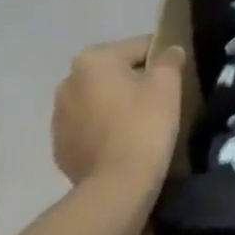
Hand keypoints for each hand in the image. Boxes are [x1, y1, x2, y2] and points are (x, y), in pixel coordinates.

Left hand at [51, 36, 184, 188]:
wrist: (116, 187)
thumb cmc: (144, 124)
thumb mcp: (167, 83)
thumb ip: (170, 59)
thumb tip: (170, 51)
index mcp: (92, 59)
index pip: (138, 47)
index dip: (162, 60)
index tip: (176, 77)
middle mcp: (68, 82)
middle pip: (115, 73)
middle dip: (135, 81)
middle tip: (161, 100)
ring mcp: (59, 118)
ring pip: (100, 100)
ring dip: (118, 106)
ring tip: (143, 124)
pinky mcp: (59, 148)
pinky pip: (90, 128)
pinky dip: (105, 130)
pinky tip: (124, 144)